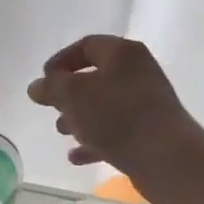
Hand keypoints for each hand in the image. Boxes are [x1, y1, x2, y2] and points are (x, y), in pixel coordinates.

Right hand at [27, 35, 201, 184]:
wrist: (166, 157)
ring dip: (80, 117)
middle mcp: (138, 72)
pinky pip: (115, 131)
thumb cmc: (117, 116)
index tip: (43, 80)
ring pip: (104, 105)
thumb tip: (36, 86)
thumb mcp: (73, 95)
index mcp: (122, 53)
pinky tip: (76, 156)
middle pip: (95, 77)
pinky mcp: (149, 132)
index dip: (60, 60)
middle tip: (52, 107)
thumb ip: (51, 87)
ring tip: (62, 131)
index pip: (86, 46)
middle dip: (69, 93)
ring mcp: (146, 103)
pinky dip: (94, 140)